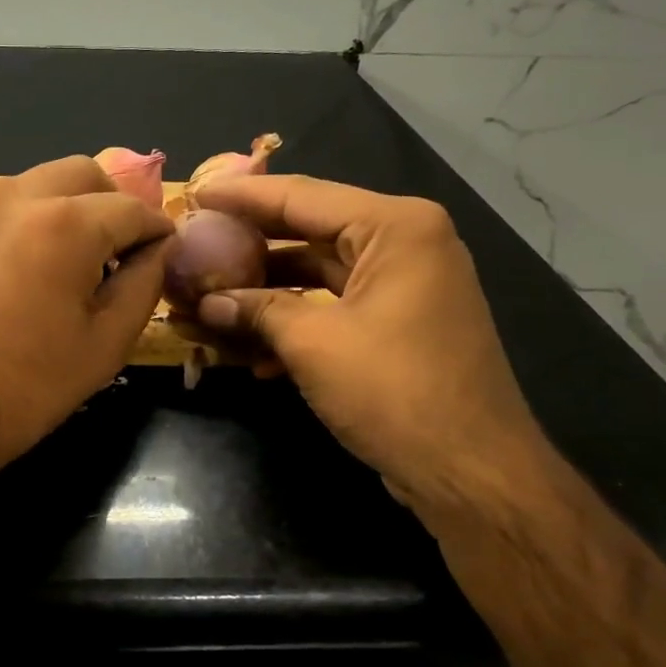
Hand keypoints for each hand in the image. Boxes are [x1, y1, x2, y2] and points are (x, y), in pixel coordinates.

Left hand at [0, 156, 172, 486]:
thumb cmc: (27, 385)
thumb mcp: (106, 342)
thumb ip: (144, 283)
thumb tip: (160, 248)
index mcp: (66, 223)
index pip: (132, 209)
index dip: (156, 231)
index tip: (164, 253)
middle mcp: (17, 196)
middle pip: (83, 174)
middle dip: (112, 204)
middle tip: (119, 252)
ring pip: (39, 182)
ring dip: (68, 206)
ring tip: (72, 261)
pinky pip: (2, 204)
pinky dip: (28, 218)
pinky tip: (27, 266)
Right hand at [191, 175, 550, 508]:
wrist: (471, 473)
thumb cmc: (395, 391)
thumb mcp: (314, 344)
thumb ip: (257, 310)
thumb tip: (206, 303)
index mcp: (394, 227)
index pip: (301, 196)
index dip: (240, 195)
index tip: (193, 193)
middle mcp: (403, 244)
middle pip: (307, 231)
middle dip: (247, 245)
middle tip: (194, 240)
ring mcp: (402, 286)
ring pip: (316, 273)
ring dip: (263, 291)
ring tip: (206, 299)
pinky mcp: (396, 324)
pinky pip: (332, 307)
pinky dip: (293, 322)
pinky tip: (248, 350)